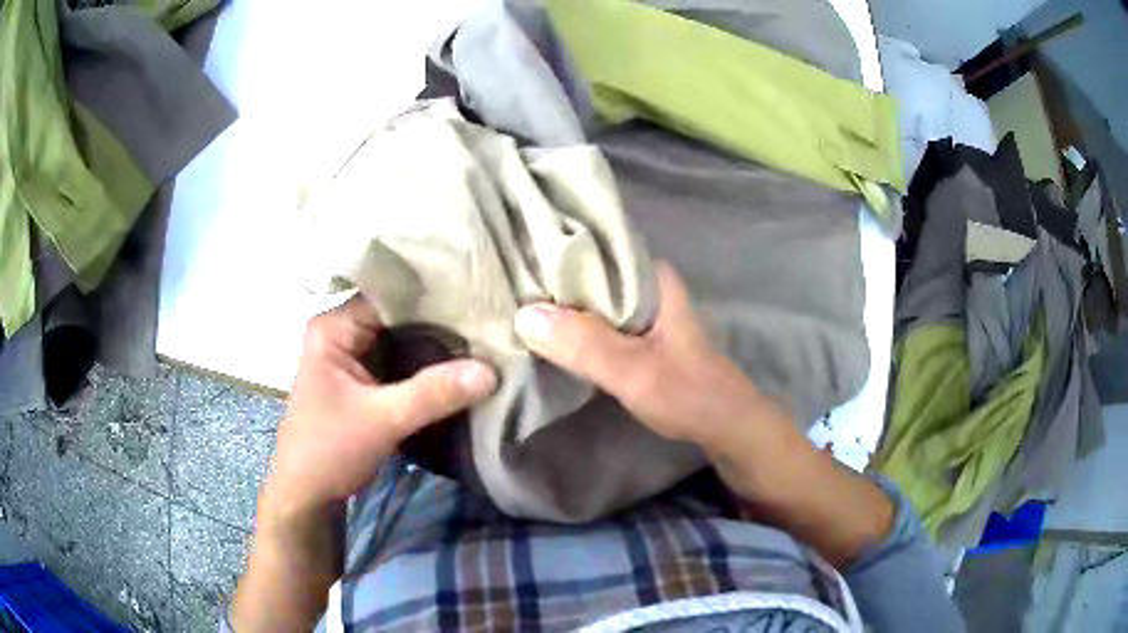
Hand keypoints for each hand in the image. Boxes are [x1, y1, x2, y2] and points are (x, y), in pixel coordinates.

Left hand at [265, 294, 497, 516]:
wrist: (308, 494)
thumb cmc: (330, 450)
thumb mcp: (382, 420)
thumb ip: (433, 393)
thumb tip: (491, 370)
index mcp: (333, 327)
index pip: (389, 295)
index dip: (432, 296)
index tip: (478, 301)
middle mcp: (342, 332)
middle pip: (398, 316)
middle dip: (440, 322)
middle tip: (489, 322)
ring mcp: (353, 356)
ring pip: (402, 339)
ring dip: (436, 345)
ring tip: (483, 339)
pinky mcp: (364, 379)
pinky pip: (401, 361)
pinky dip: (427, 365)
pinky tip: (461, 365)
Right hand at [514, 262, 776, 447]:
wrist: (725, 427)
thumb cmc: (688, 394)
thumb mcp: (635, 371)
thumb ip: (585, 345)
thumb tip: (522, 314)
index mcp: (650, 276)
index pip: (594, 246)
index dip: (552, 248)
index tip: (512, 254)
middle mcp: (645, 285)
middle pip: (588, 271)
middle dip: (549, 279)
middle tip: (502, 282)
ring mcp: (641, 311)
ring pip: (591, 298)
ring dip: (559, 305)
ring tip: (513, 302)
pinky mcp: (636, 336)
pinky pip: (596, 321)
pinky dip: (573, 326)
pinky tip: (544, 332)